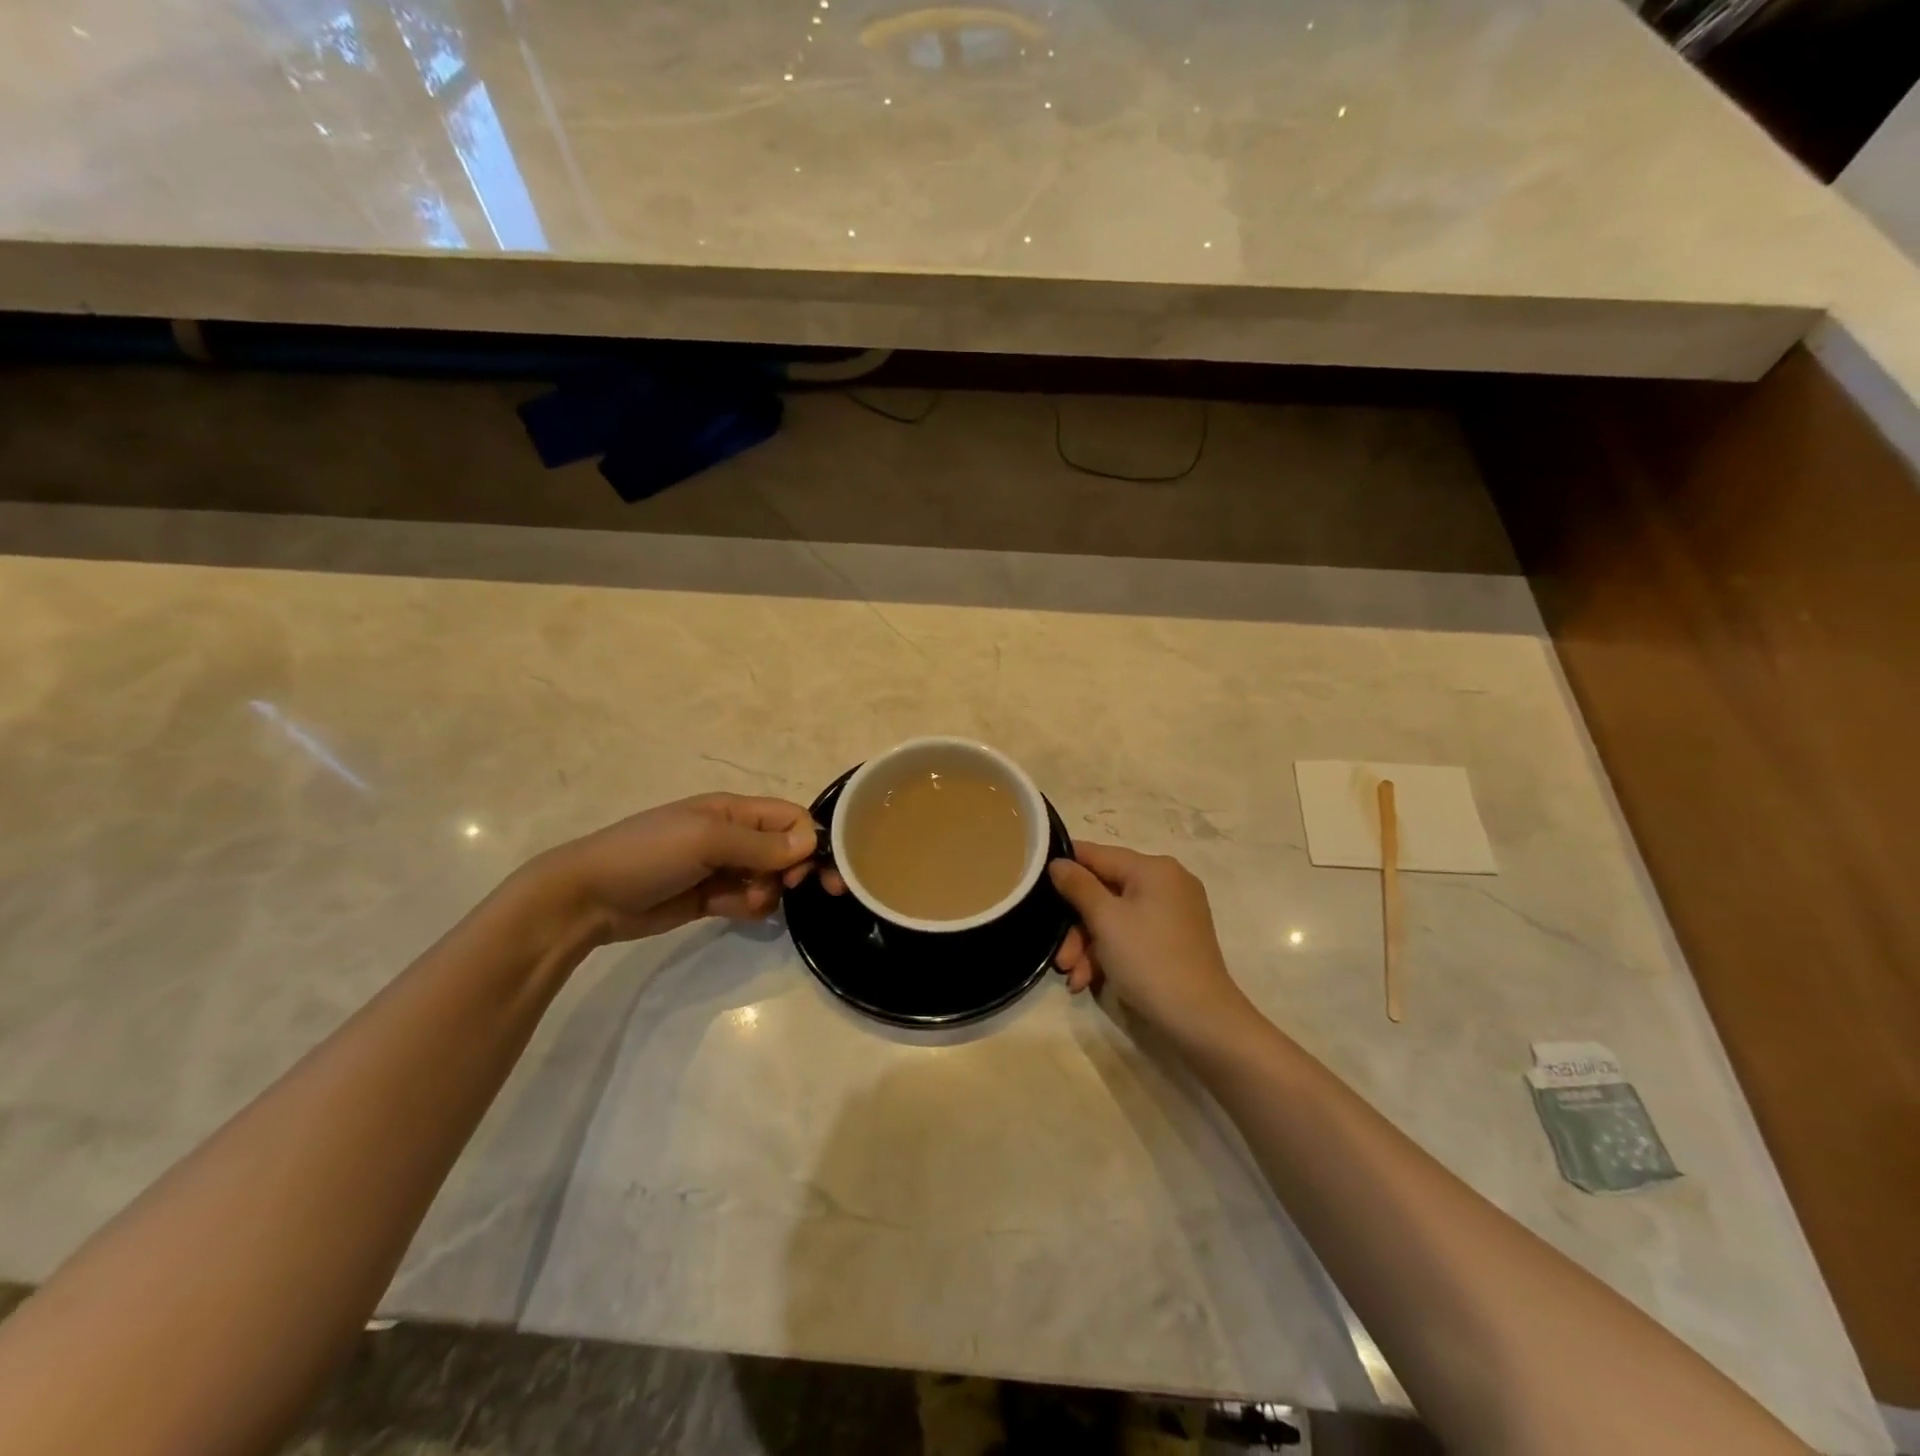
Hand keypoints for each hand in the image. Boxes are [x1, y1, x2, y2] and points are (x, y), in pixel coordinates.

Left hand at [528, 794, 817, 943]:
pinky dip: (748, 907)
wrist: (588, 898)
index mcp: (735, 810)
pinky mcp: (711, 898)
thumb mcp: (706, 840)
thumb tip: (810, 844)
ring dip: (766, 892)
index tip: (806, 872)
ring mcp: (722, 868)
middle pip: (787, 850)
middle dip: (795, 871)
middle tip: (794, 891)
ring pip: (770, 880)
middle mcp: (735, 835)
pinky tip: (727, 910)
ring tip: (740, 901)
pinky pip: (748, 901)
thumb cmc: (648, 854)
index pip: (791, 818)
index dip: (808, 842)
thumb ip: (760, 844)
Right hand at [1048, 842, 1252, 1043]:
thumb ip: (1078, 885)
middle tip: (1060, 958)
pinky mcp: (1175, 940)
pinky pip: (1132, 934)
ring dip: (1089, 945)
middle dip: (1077, 925)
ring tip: (1074, 978)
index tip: (1035, 884)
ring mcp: (1173, 913)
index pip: (1097, 854)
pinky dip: (1110, 953)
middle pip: (1105, 891)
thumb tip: (1058, 862)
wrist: (1201, 1020)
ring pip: (1116, 917)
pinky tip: (1091, 981)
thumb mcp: (1105, 920)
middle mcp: (1167, 883)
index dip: (1065, 866)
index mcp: (1154, 868)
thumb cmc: (1149, 960)